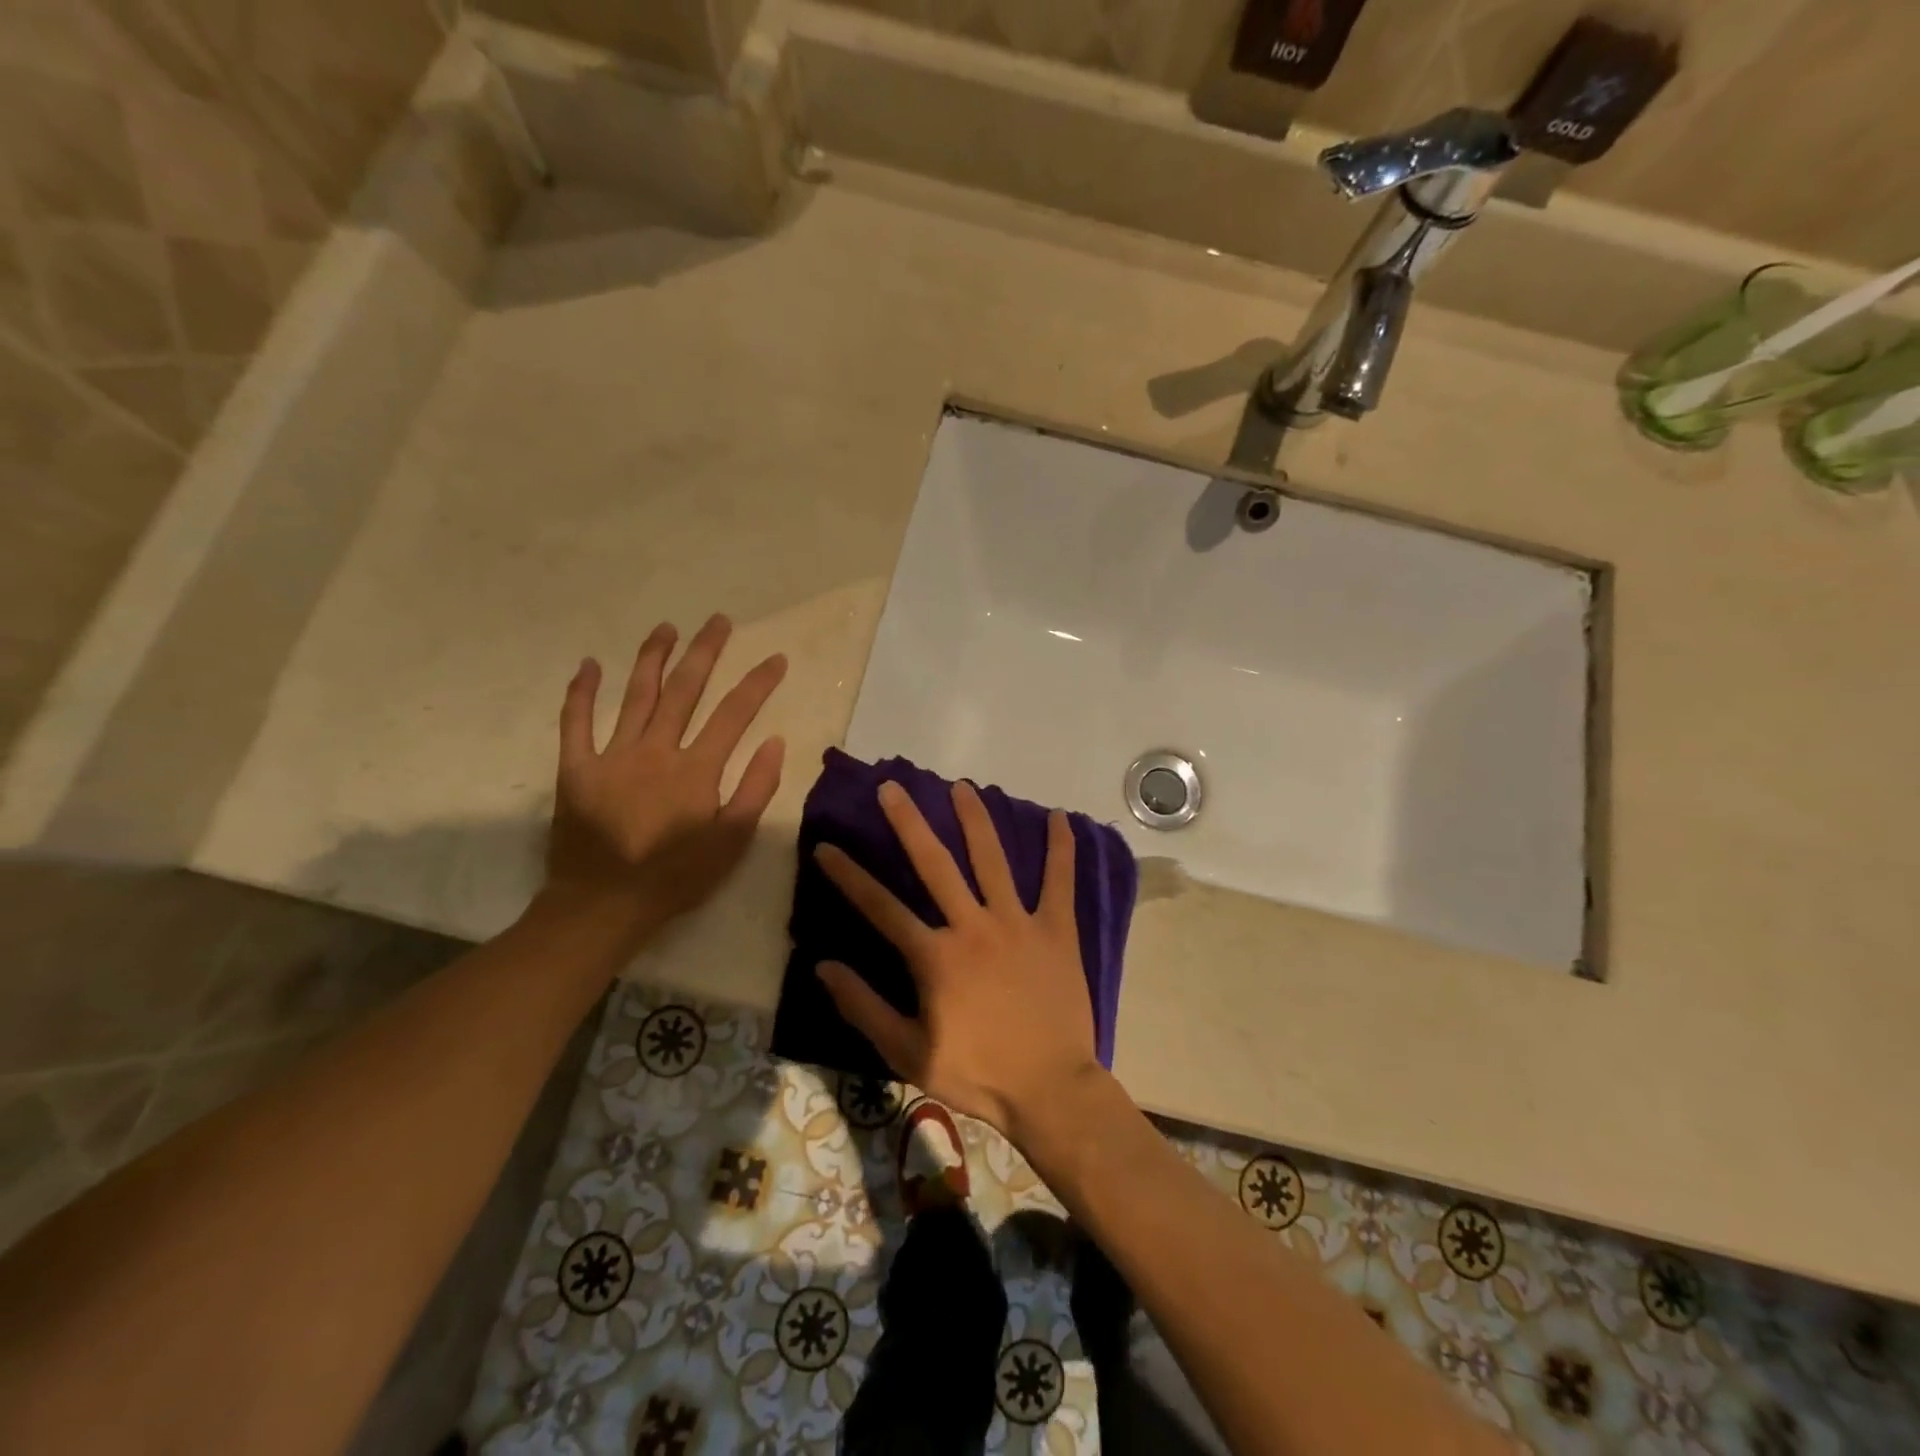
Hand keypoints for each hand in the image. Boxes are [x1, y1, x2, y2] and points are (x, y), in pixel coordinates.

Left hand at [545, 614, 785, 935]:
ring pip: (635, 695)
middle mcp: (656, 750)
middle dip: (705, 651)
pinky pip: (575, 723)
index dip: (758, 682)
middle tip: (718, 620)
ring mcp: (612, 755)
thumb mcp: (732, 840)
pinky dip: (581, 692)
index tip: (775, 658)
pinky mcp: (576, 769)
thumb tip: (775, 741)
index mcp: (696, 768)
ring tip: (666, 627)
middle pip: (684, 689)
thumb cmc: (676, 876)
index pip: (734, 713)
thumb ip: (756, 788)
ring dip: (652, 657)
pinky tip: (589, 664)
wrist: (603, 905)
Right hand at [813, 779, 1099, 1139]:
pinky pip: (1060, 882)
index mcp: (935, 956)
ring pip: (993, 860)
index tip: (826, 847)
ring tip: (962, 787)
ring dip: (976, 820)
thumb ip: (864, 1008)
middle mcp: (973, 926)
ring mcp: (1018, 923)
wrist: (1051, 1088)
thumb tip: (824, 968)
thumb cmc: (978, 1074)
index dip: (850, 876)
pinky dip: (1061, 849)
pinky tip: (1061, 817)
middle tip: (892, 787)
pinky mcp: (1056, 930)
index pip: (881, 907)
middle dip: (910, 823)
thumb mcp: (909, 1054)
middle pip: (935, 864)